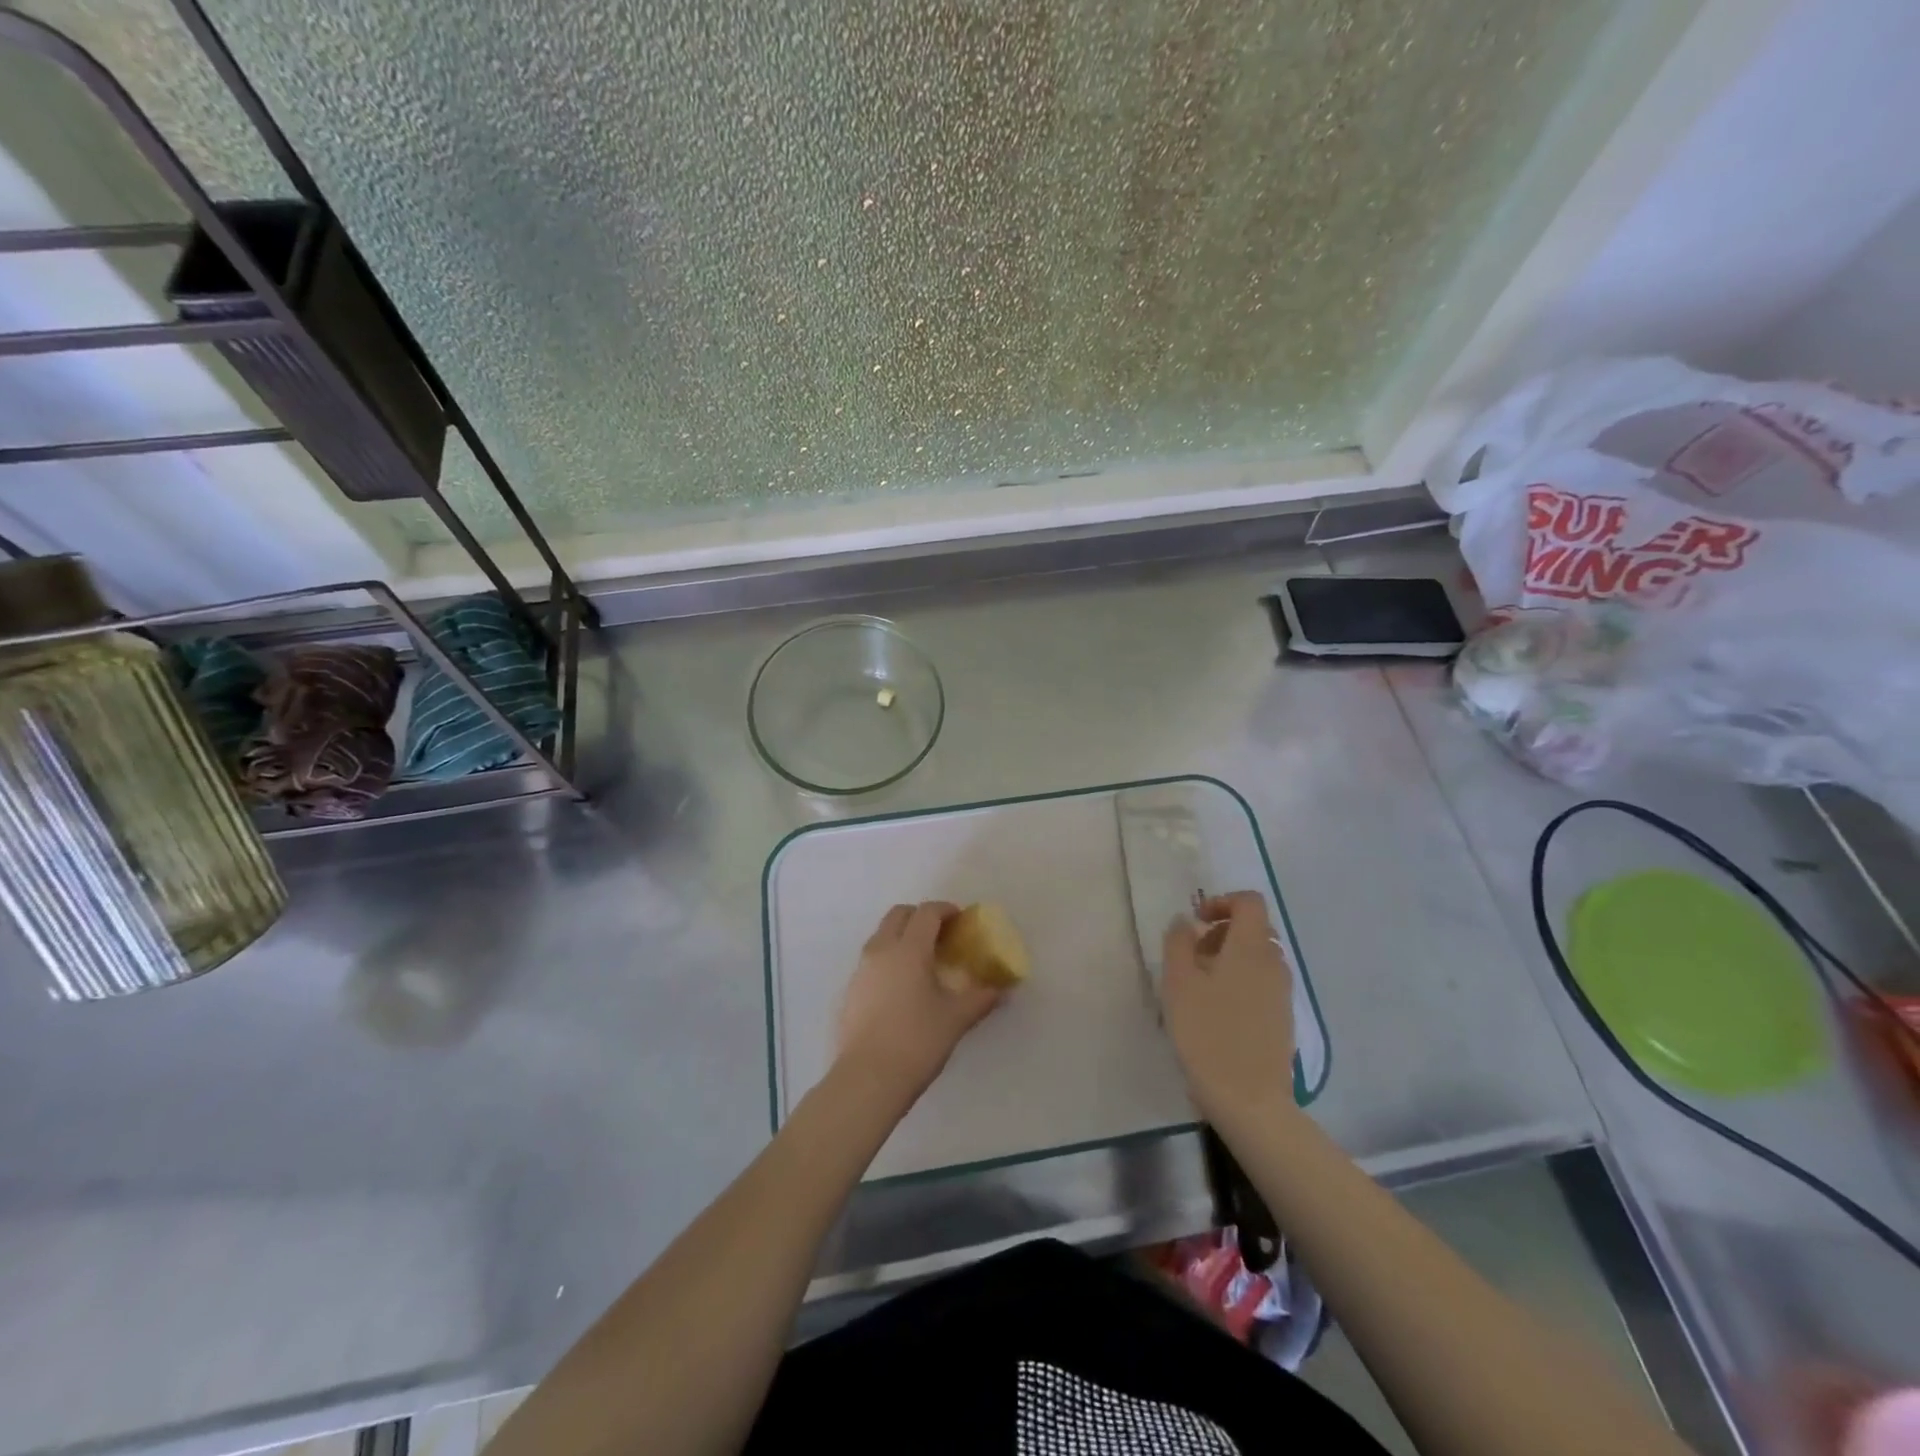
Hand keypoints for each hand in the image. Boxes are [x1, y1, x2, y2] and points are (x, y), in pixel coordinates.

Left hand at [836, 902, 1002, 1110]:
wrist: (867, 1079)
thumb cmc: (917, 1042)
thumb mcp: (956, 1019)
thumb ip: (980, 998)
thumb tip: (1001, 990)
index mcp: (909, 949)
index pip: (927, 913)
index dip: (946, 910)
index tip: (961, 920)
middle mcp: (881, 950)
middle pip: (899, 915)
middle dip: (921, 916)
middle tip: (942, 934)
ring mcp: (861, 970)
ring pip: (882, 935)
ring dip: (902, 936)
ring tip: (923, 961)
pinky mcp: (851, 990)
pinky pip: (872, 960)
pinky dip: (889, 958)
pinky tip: (903, 987)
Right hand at [1162, 891, 1295, 1123]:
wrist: (1248, 1099)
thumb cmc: (1208, 1033)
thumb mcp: (1178, 982)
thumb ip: (1179, 942)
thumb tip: (1185, 922)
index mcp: (1251, 947)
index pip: (1249, 902)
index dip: (1222, 901)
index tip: (1196, 922)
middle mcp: (1274, 963)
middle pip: (1254, 929)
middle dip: (1222, 932)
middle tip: (1192, 955)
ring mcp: (1282, 993)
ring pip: (1257, 958)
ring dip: (1229, 958)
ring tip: (1199, 986)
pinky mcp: (1282, 1018)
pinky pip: (1261, 983)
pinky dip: (1240, 982)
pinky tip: (1216, 1011)